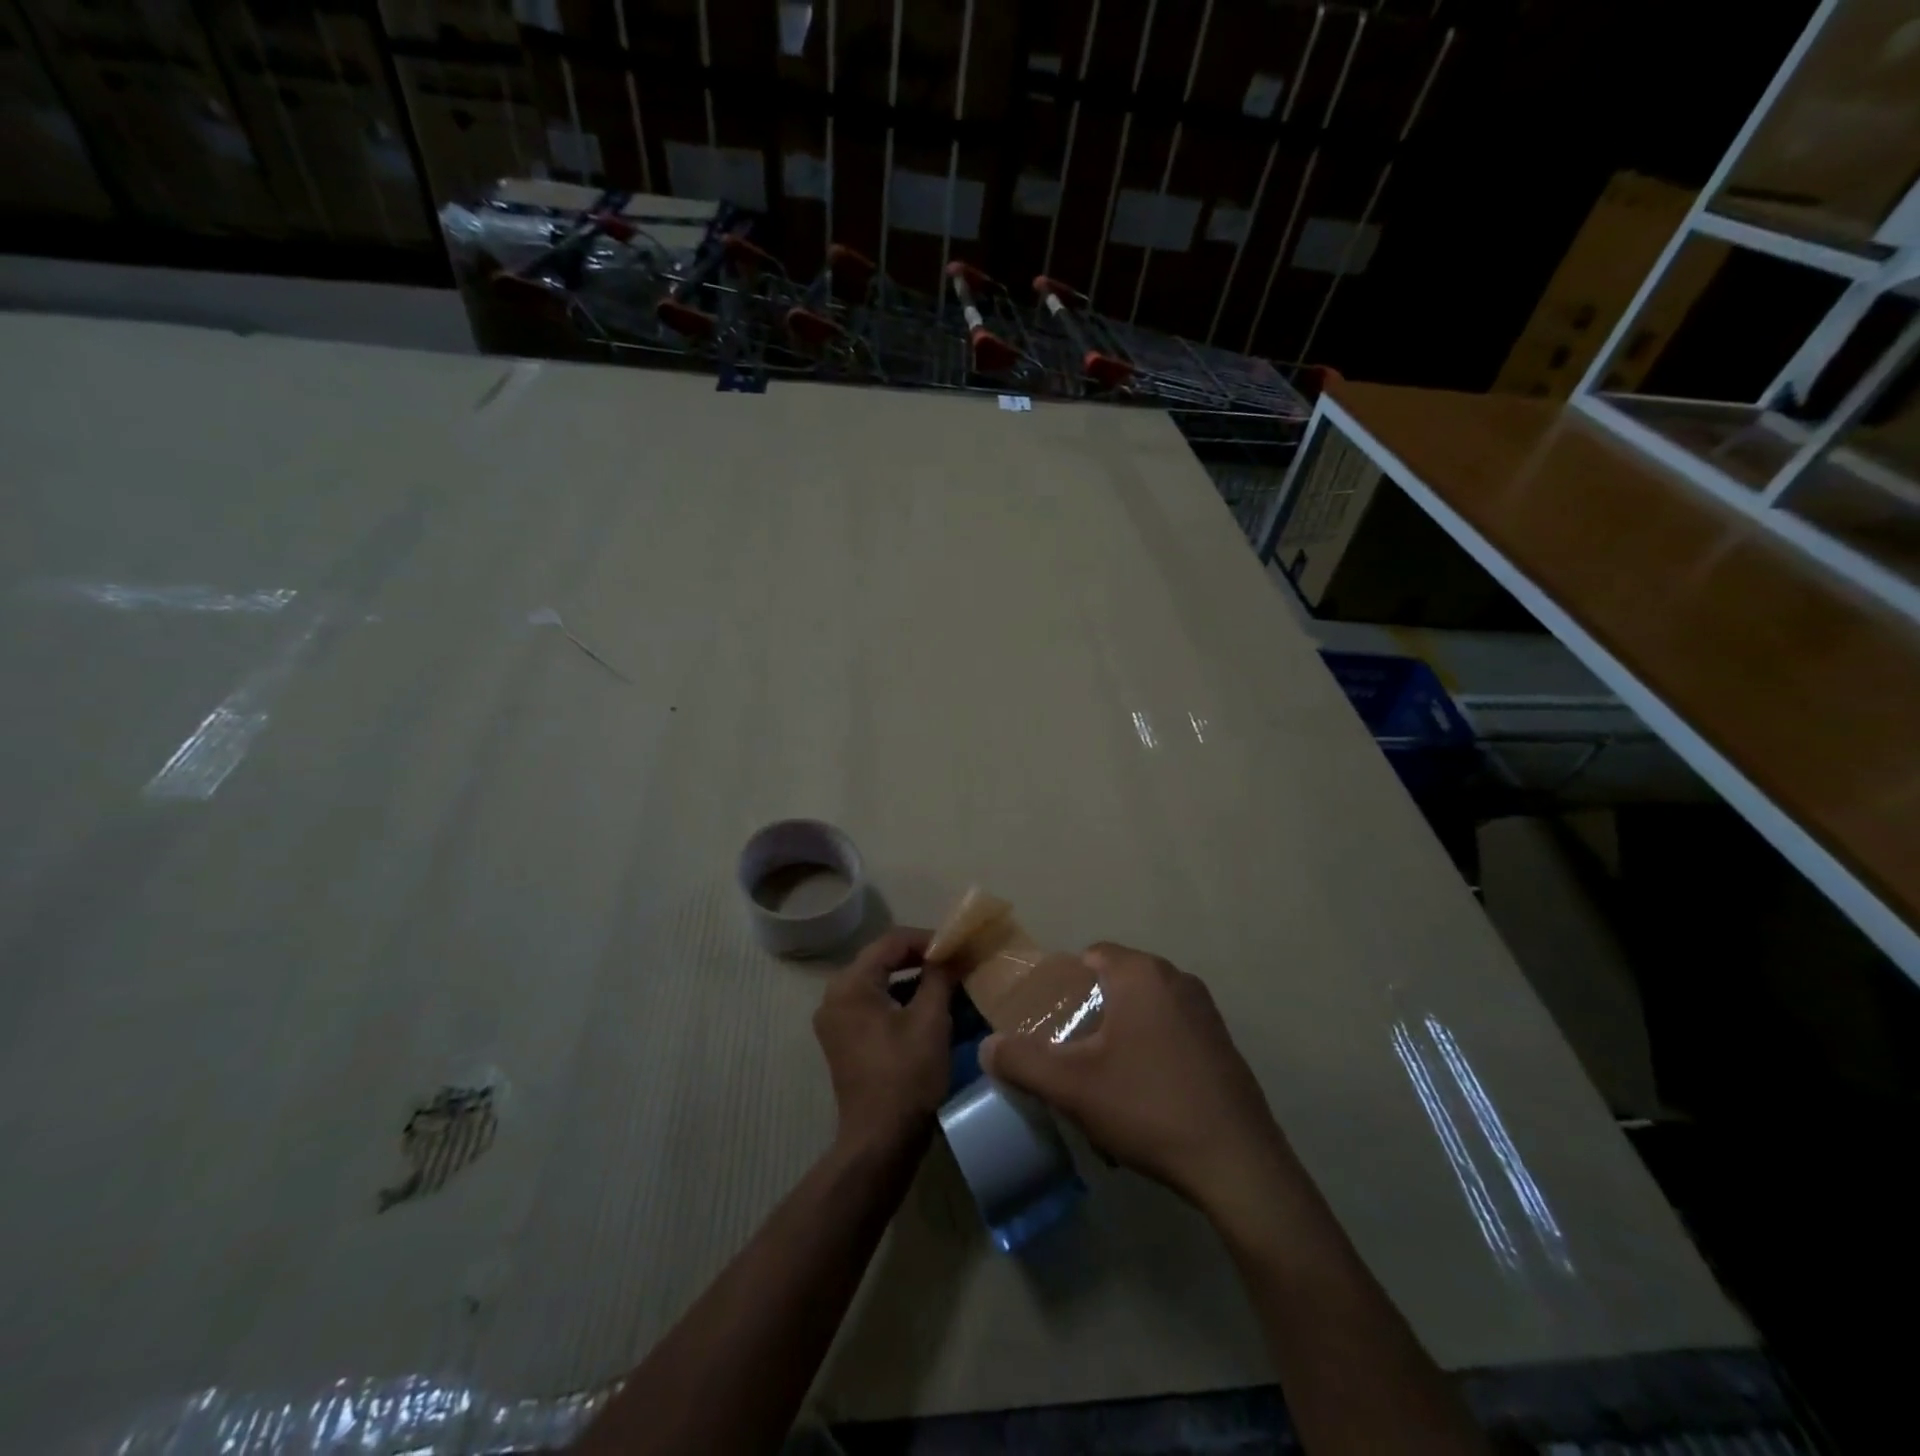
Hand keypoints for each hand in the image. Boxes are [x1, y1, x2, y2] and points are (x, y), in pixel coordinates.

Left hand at [813, 928, 952, 1155]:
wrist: (880, 1140)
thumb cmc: (906, 1075)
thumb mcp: (930, 1020)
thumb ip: (940, 977)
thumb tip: (951, 953)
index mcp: (850, 984)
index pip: (891, 942)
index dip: (927, 939)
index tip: (957, 947)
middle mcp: (835, 996)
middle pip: (882, 960)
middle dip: (920, 959)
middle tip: (954, 962)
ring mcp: (836, 1020)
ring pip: (879, 983)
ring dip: (912, 980)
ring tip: (948, 984)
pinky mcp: (844, 1040)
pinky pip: (873, 1005)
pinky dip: (900, 1001)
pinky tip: (929, 1008)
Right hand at [979, 942, 1297, 1217]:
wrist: (1237, 1163)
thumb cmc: (1148, 1107)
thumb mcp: (1073, 1086)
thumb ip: (1022, 1061)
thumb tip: (987, 1047)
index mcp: (1141, 974)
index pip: (1091, 955)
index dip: (1065, 984)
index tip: (1051, 1022)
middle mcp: (1176, 978)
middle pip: (1118, 981)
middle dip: (1091, 1011)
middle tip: (1071, 1053)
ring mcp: (1205, 1010)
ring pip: (1145, 1007)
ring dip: (1121, 1032)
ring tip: (1105, 1078)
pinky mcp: (1222, 1042)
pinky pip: (1172, 1029)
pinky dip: (1152, 1047)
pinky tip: (1146, 1093)